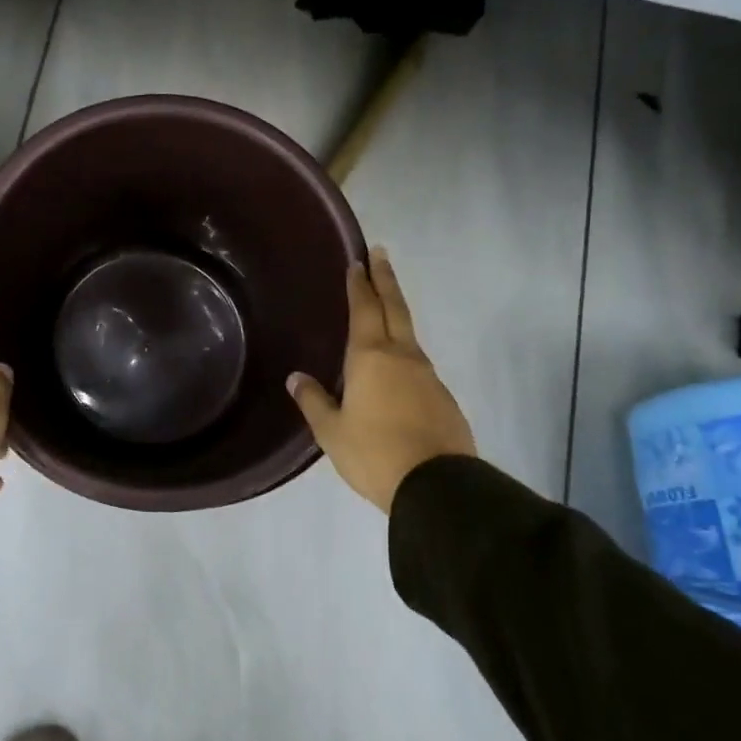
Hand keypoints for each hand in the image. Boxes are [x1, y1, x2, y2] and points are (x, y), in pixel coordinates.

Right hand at [287, 248, 474, 514]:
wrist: (436, 487)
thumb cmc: (374, 454)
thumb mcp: (331, 431)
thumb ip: (313, 401)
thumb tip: (297, 378)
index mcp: (371, 357)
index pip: (364, 309)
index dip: (360, 284)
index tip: (359, 260)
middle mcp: (402, 357)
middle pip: (394, 308)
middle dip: (385, 280)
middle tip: (381, 254)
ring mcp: (427, 376)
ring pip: (409, 335)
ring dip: (396, 314)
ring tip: (383, 308)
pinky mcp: (443, 398)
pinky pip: (418, 364)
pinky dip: (404, 352)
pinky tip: (396, 367)